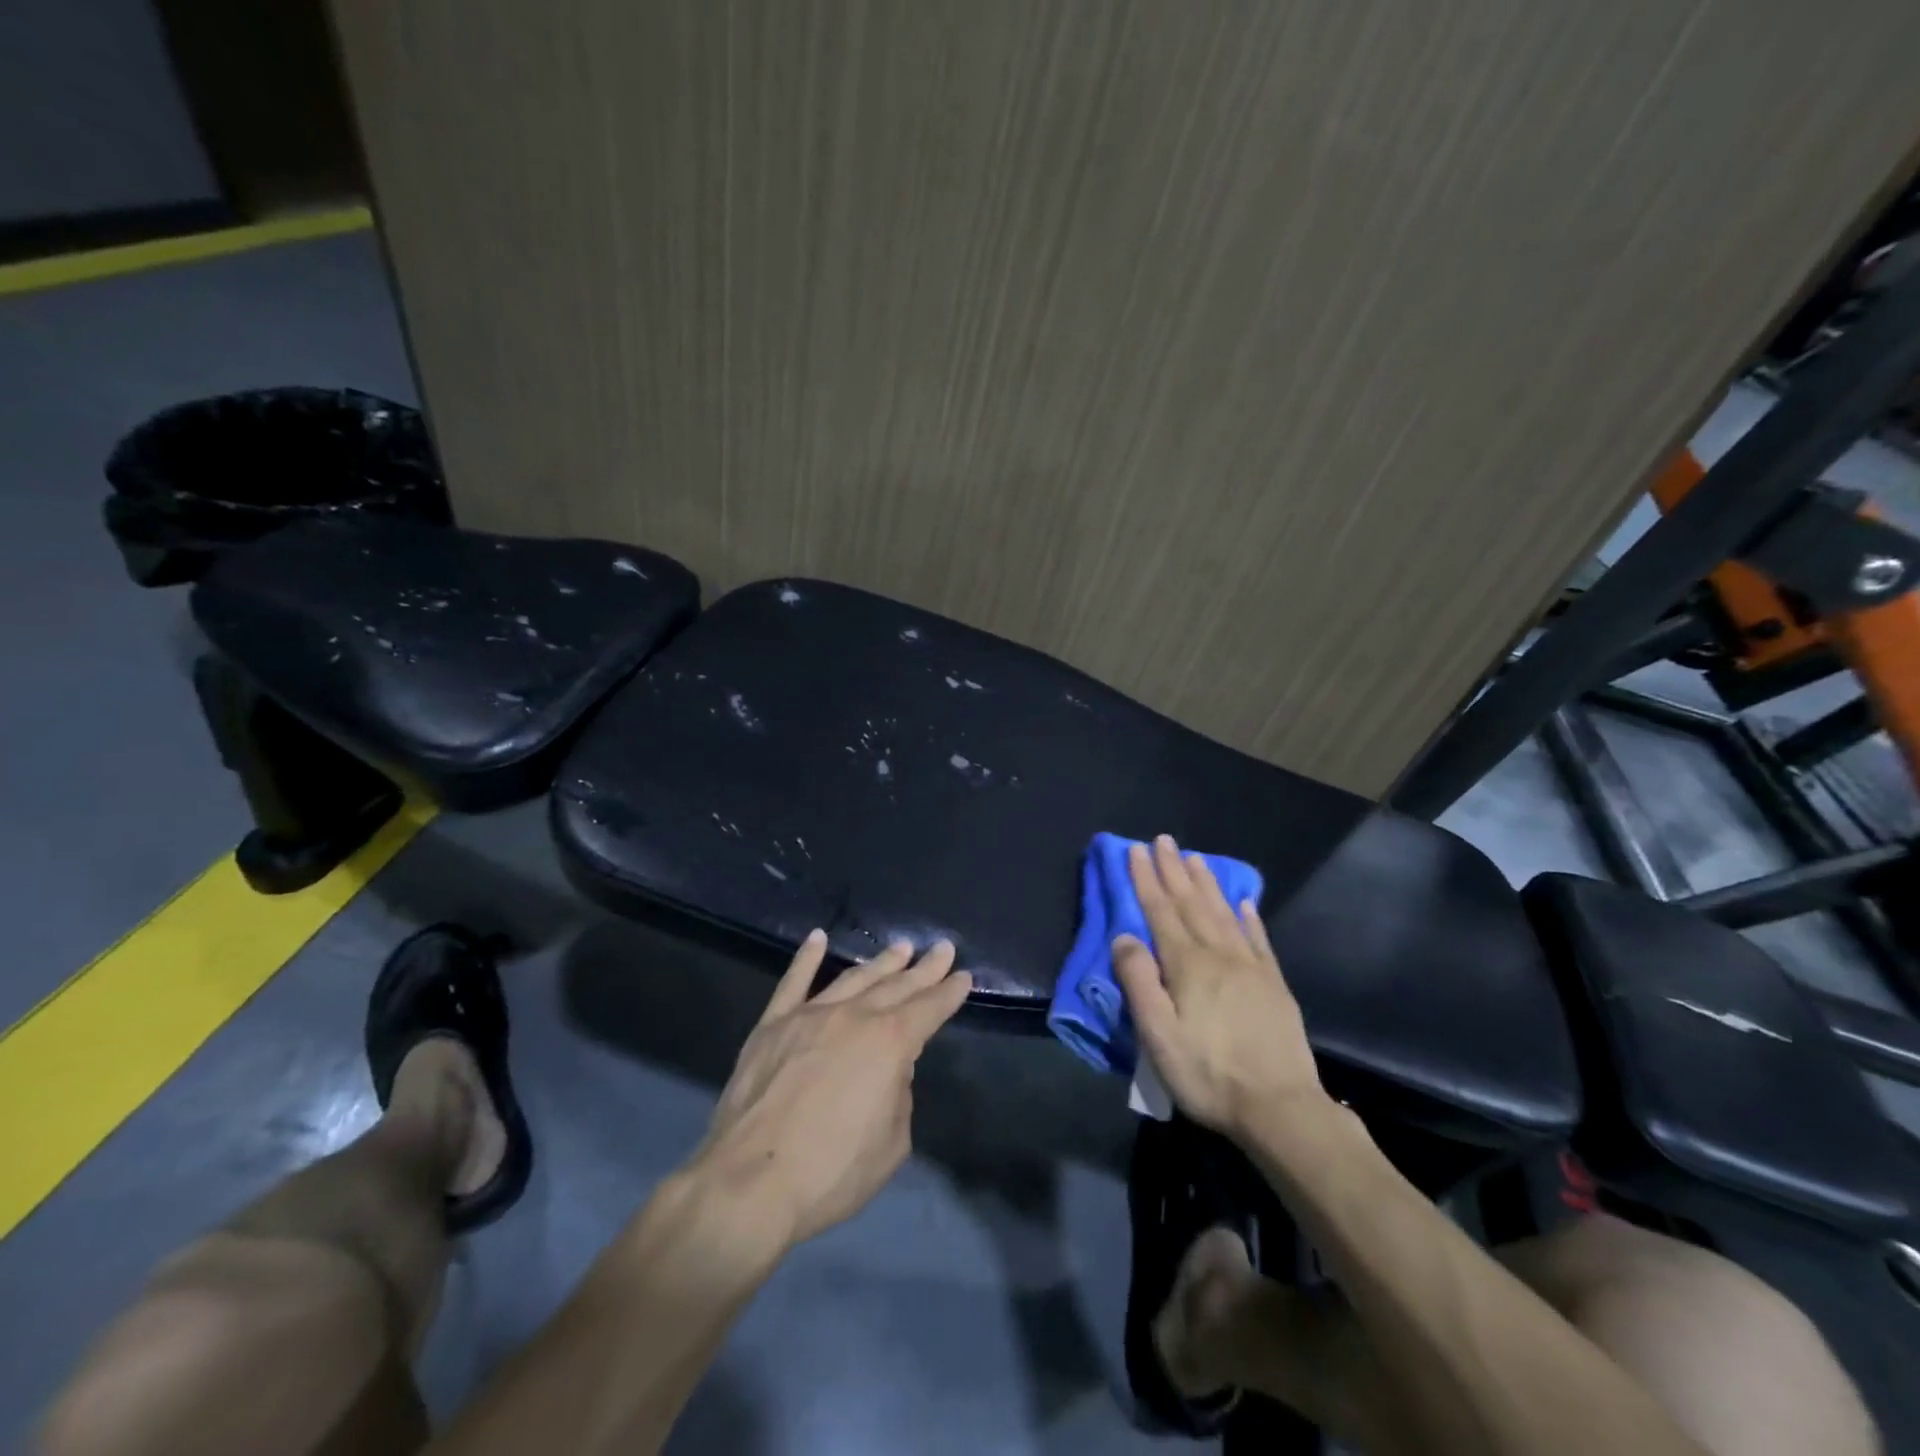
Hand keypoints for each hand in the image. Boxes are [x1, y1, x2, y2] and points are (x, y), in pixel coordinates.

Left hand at [691, 931, 971, 1247]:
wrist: (750, 1183)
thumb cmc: (830, 1172)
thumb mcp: (892, 1144)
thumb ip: (899, 1096)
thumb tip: (889, 1070)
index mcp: (889, 1044)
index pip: (929, 1009)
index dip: (948, 993)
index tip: (962, 976)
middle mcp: (853, 1017)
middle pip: (896, 986)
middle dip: (923, 968)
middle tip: (942, 948)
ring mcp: (809, 1015)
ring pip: (853, 978)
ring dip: (880, 962)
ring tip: (900, 947)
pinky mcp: (772, 1025)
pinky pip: (793, 982)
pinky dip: (807, 958)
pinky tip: (818, 938)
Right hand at [1112, 836, 1324, 1139]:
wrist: (1280, 1108)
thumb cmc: (1208, 1073)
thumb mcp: (1158, 1034)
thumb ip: (1139, 982)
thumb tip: (1123, 936)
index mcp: (1188, 965)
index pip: (1160, 911)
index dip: (1146, 880)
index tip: (1136, 851)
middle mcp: (1219, 955)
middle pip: (1192, 903)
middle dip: (1174, 870)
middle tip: (1164, 840)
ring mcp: (1251, 967)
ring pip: (1223, 913)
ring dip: (1207, 883)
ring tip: (1196, 858)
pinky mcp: (1274, 985)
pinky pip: (1258, 939)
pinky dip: (1248, 917)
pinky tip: (1244, 902)